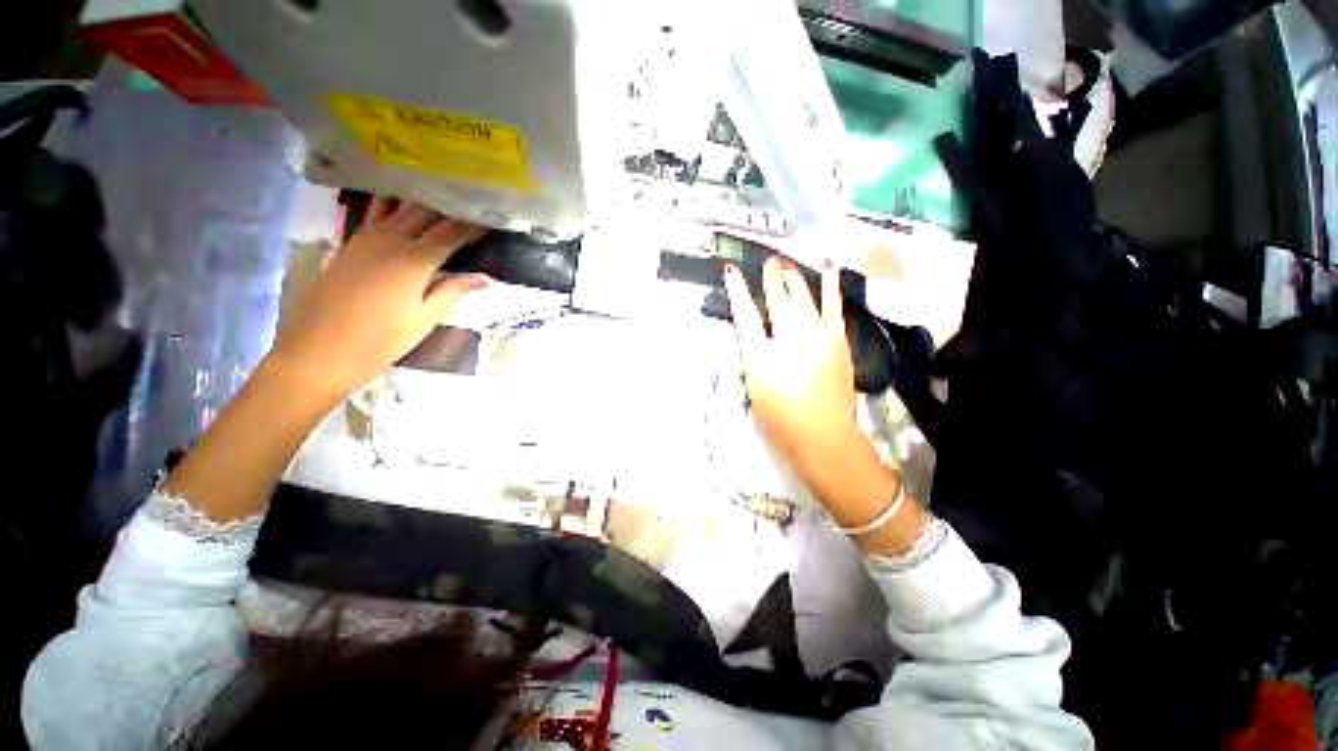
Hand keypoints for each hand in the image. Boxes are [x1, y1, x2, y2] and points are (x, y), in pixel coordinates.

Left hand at [271, 198, 486, 400]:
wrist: (319, 350)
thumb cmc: (380, 340)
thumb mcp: (424, 320)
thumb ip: (452, 292)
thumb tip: (482, 277)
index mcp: (414, 261)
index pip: (451, 232)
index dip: (473, 225)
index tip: (491, 220)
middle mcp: (391, 240)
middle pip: (425, 211)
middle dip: (451, 207)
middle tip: (471, 208)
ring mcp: (366, 238)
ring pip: (400, 207)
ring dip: (424, 202)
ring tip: (444, 202)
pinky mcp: (351, 243)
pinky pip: (377, 214)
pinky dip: (395, 206)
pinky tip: (405, 208)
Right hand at [724, 256, 859, 459]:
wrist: (823, 435)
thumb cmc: (781, 415)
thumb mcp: (755, 385)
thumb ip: (753, 355)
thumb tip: (756, 333)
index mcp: (762, 351)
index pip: (745, 314)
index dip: (737, 291)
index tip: (731, 271)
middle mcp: (789, 337)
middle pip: (779, 299)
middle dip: (773, 278)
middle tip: (770, 263)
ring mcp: (817, 336)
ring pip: (805, 298)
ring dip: (796, 278)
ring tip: (789, 262)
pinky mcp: (837, 341)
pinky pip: (832, 306)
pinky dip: (830, 285)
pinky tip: (828, 268)